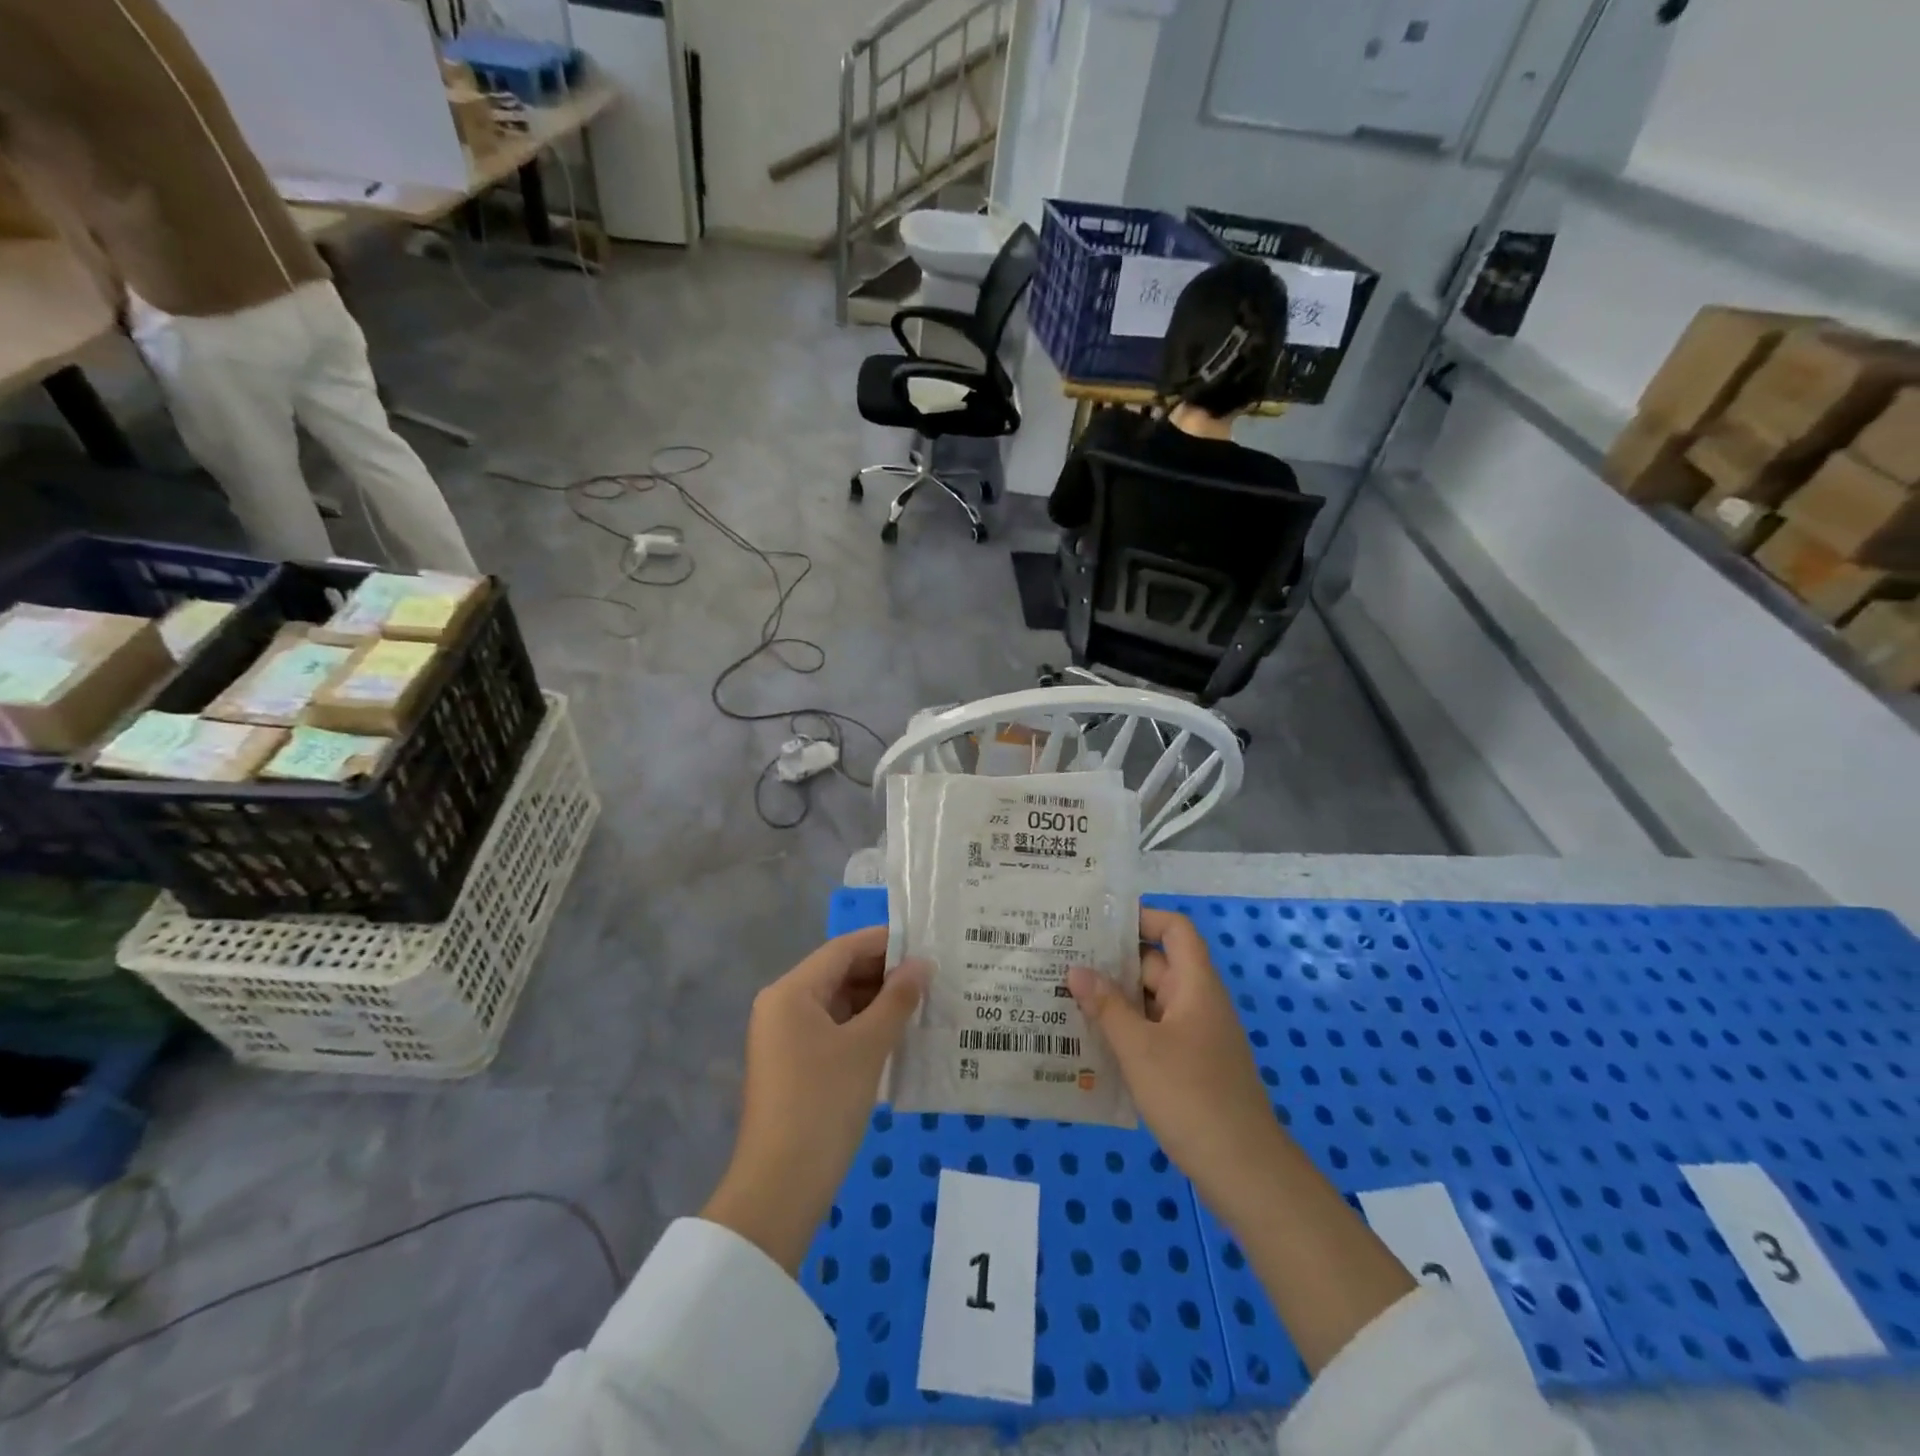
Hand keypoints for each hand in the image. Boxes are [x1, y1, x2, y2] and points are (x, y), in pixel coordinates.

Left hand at [704, 927, 925, 1273]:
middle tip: (932, 976)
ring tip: (923, 1002)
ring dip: (877, 1002)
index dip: (885, 942)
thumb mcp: (867, 1047)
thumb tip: (923, 965)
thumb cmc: (823, 1104)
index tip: (926, 943)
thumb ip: (897, 1000)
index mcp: (791, 991)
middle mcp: (782, 1005)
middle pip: (839, 973)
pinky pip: (833, 1029)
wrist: (780, 1188)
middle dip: (884, 973)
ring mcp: (785, 1037)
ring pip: (838, 1003)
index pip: (843, 949)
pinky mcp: (793, 1064)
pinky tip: (898, 1033)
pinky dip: (863, 1027)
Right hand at [1068, 908, 1286, 1222]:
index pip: (1175, 930)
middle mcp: (1198, 1003)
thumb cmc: (1191, 1096)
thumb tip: (1076, 970)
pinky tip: (1091, 1042)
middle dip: (1113, 962)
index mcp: (1195, 986)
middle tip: (1065, 960)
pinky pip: (1154, 1032)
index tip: (1098, 923)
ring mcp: (1196, 1036)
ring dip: (1115, 1000)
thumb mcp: (1139, 1048)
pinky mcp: (1191, 1066)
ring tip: (1066, 997)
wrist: (1244, 1170)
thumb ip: (1106, 1007)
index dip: (1142, 917)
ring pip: (1151, 1003)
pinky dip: (1126, 1030)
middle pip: (1156, 965)